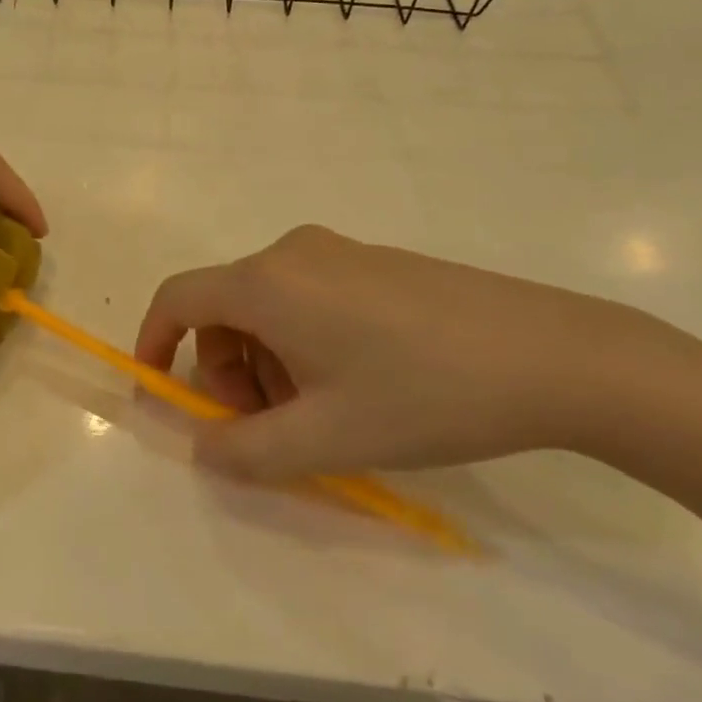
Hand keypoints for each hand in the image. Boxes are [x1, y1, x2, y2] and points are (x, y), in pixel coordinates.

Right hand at [134, 225, 681, 479]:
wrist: (547, 353)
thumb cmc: (422, 394)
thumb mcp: (325, 438)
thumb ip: (245, 450)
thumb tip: (203, 444)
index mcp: (268, 282)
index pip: (179, 298)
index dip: (154, 342)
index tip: (159, 392)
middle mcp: (292, 252)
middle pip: (224, 307)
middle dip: (225, 370)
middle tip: (267, 428)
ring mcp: (337, 251)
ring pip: (268, 306)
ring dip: (267, 362)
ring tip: (320, 415)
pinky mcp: (373, 262)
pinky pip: (307, 297)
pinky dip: (302, 343)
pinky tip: (355, 385)